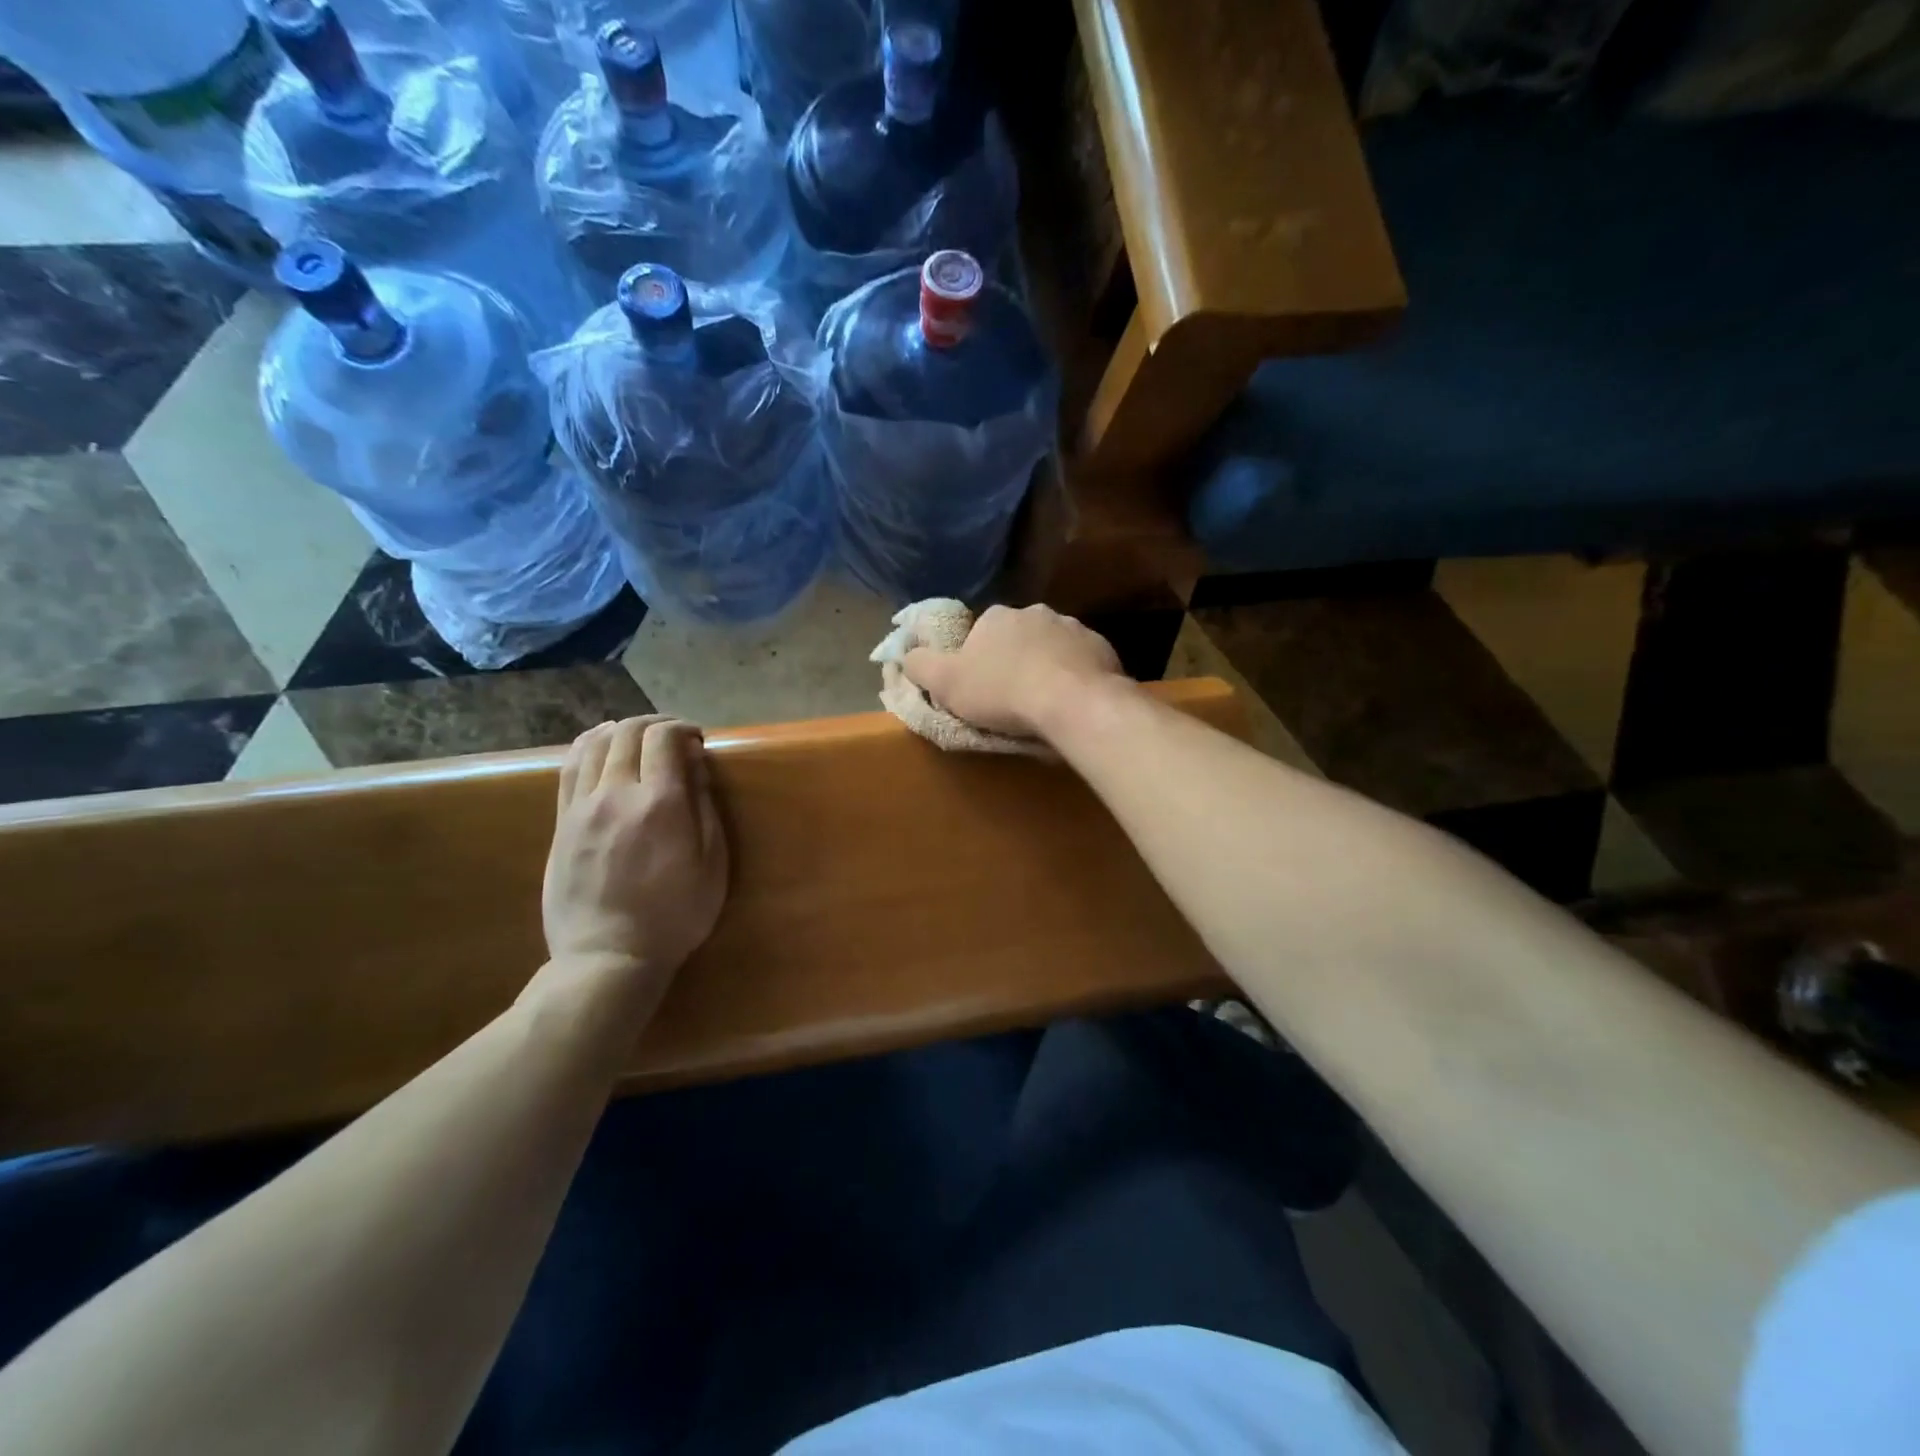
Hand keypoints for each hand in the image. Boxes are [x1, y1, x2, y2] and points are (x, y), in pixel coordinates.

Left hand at [541, 716, 727, 988]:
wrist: (608, 956)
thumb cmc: (675, 915)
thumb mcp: (712, 865)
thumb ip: (704, 807)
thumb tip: (695, 763)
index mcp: (660, 803)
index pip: (664, 738)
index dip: (683, 728)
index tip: (697, 739)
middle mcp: (617, 794)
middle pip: (628, 732)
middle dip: (654, 724)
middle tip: (673, 737)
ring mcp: (582, 807)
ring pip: (594, 743)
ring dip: (620, 730)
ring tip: (637, 740)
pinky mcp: (562, 823)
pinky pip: (569, 768)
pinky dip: (588, 747)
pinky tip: (601, 750)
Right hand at [902, 604, 1124, 739]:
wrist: (1074, 702)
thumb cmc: (1003, 691)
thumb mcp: (946, 683)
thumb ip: (921, 665)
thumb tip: (905, 654)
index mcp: (996, 616)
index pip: (980, 633)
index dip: (976, 660)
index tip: (980, 688)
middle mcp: (1036, 613)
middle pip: (1018, 638)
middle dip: (1014, 661)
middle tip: (1012, 698)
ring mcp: (1073, 628)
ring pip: (1052, 648)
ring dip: (1046, 668)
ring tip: (1045, 704)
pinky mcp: (1102, 649)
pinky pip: (1081, 663)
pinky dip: (1074, 678)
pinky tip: (1072, 703)